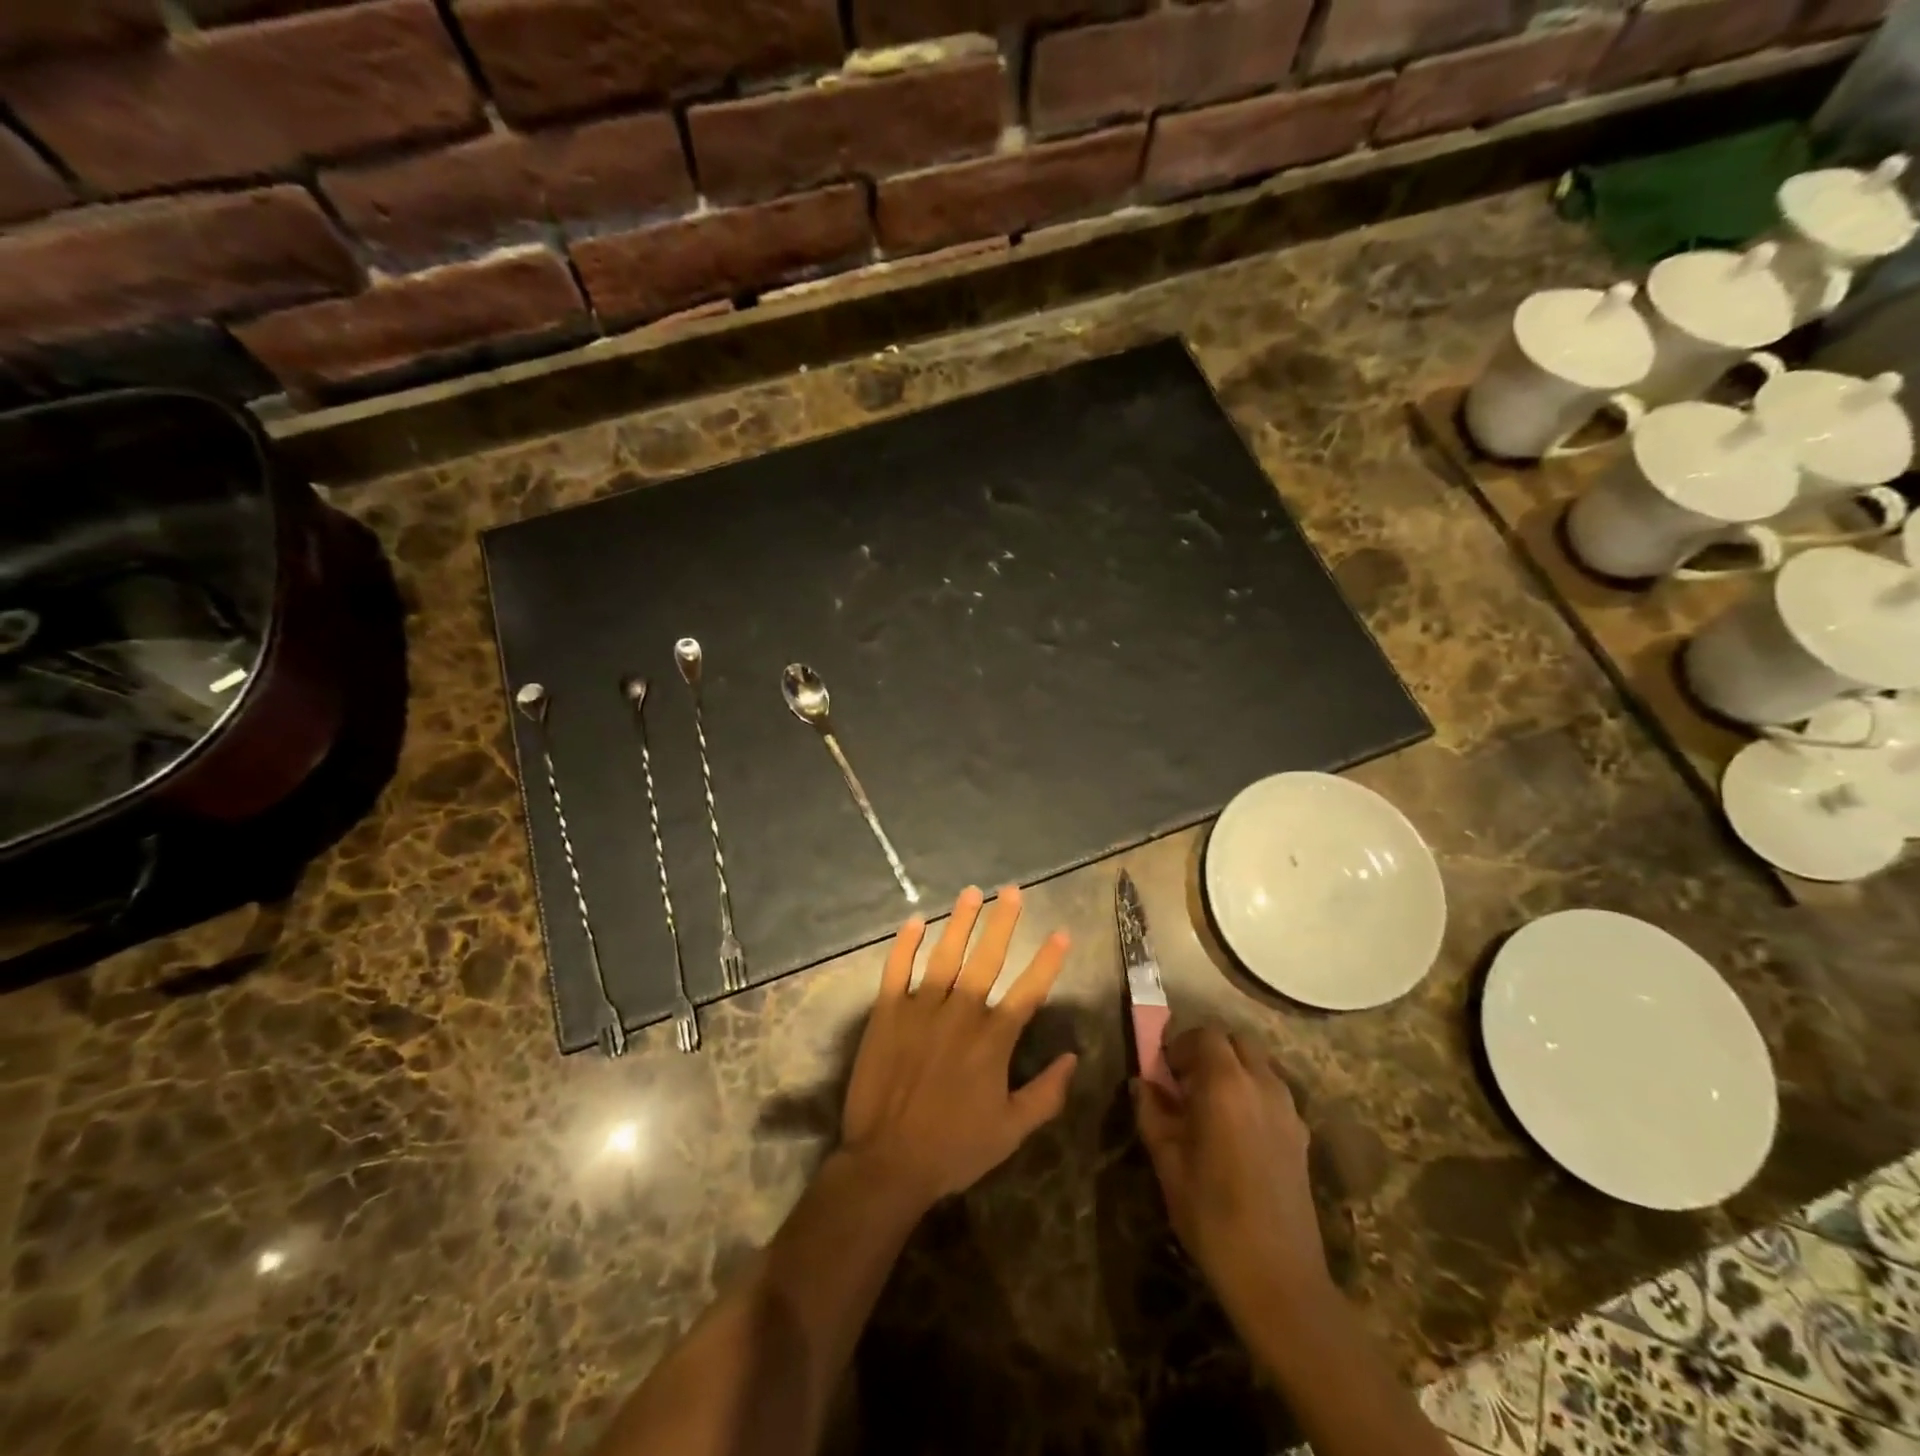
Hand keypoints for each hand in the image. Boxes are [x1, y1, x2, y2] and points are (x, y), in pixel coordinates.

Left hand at [841, 886, 1077, 1212]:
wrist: (887, 1161)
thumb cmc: (954, 1148)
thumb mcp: (1011, 1131)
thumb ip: (1047, 1094)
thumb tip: (1073, 1059)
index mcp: (993, 1040)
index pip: (1028, 991)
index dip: (1047, 960)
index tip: (1061, 932)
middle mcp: (960, 1014)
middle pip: (987, 958)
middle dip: (1003, 922)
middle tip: (1012, 891)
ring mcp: (920, 1009)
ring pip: (944, 954)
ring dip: (960, 921)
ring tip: (971, 893)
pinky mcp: (886, 1012)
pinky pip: (896, 969)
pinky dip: (905, 944)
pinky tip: (916, 921)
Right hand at [1133, 1026, 1330, 1317]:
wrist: (1277, 1276)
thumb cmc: (1211, 1214)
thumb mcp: (1167, 1161)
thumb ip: (1152, 1113)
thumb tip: (1143, 1084)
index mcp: (1225, 1084)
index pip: (1204, 1035)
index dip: (1180, 1045)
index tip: (1164, 1071)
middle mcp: (1261, 1084)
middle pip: (1235, 1041)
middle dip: (1208, 1050)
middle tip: (1186, 1082)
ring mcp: (1287, 1108)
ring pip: (1258, 1063)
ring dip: (1232, 1068)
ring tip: (1211, 1106)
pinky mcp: (1301, 1134)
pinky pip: (1273, 1090)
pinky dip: (1252, 1091)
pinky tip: (1237, 1130)